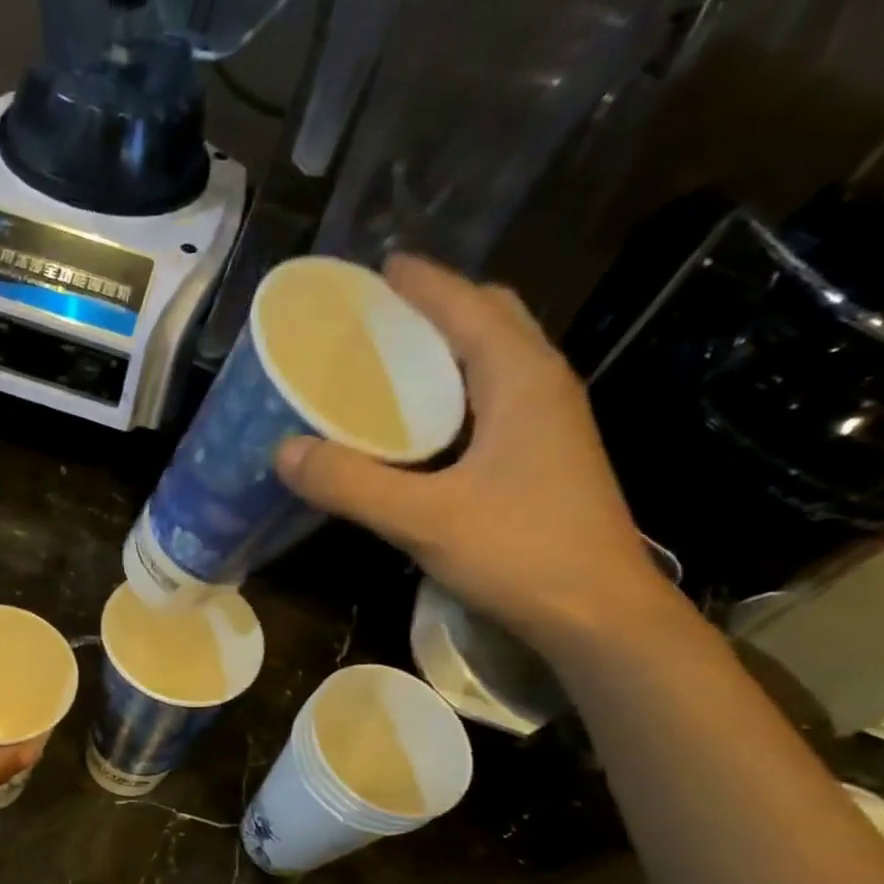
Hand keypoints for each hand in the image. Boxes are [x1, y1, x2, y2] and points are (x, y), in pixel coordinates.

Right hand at [273, 255, 677, 656]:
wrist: (599, 614)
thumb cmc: (520, 552)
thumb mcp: (424, 518)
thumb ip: (351, 484)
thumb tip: (284, 451)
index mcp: (521, 378)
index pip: (467, 305)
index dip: (421, 283)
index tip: (375, 269)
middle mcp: (542, 386)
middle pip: (490, 321)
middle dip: (437, 308)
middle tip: (378, 322)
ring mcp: (550, 424)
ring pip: (496, 362)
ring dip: (448, 351)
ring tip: (389, 366)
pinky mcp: (545, 458)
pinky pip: (495, 401)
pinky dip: (456, 394)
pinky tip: (419, 429)